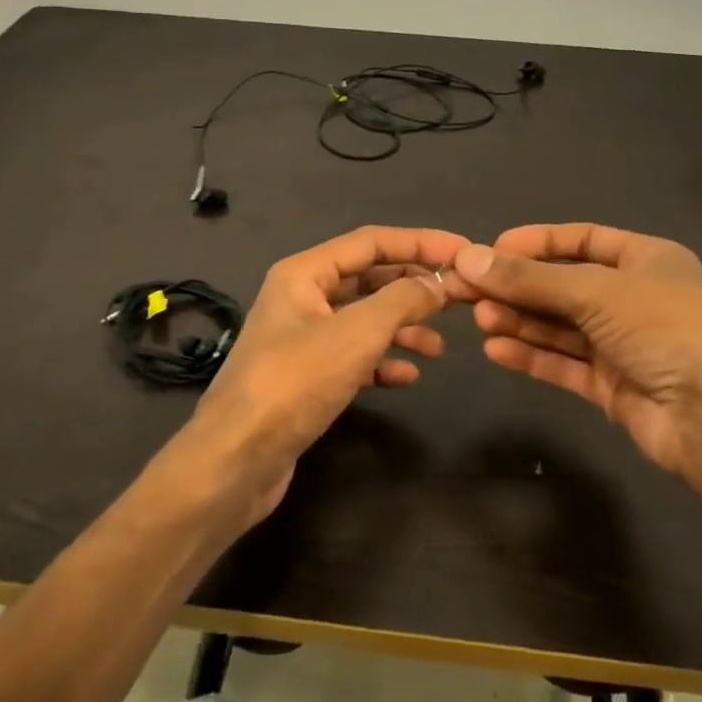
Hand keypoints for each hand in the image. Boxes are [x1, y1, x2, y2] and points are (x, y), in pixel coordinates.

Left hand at [161, 226, 466, 531]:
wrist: (238, 459)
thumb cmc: (295, 382)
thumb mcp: (356, 333)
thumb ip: (402, 301)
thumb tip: (437, 283)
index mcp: (304, 273)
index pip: (371, 242)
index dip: (420, 243)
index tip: (464, 252)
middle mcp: (301, 298)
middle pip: (368, 279)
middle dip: (413, 287)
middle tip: (460, 300)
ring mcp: (302, 339)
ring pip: (363, 320)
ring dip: (402, 327)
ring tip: (439, 347)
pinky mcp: (305, 378)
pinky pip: (353, 357)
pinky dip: (381, 362)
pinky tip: (407, 376)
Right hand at [450, 223, 701, 539]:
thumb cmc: (665, 329)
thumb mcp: (596, 292)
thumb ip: (530, 279)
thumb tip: (467, 258)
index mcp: (644, 259)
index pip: (580, 240)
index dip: (535, 243)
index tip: (490, 250)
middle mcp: (632, 298)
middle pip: (562, 285)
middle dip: (516, 287)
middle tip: (465, 290)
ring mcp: (622, 344)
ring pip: (559, 326)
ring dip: (519, 320)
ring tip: (479, 319)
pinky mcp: (611, 386)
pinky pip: (563, 363)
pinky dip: (531, 356)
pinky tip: (496, 350)